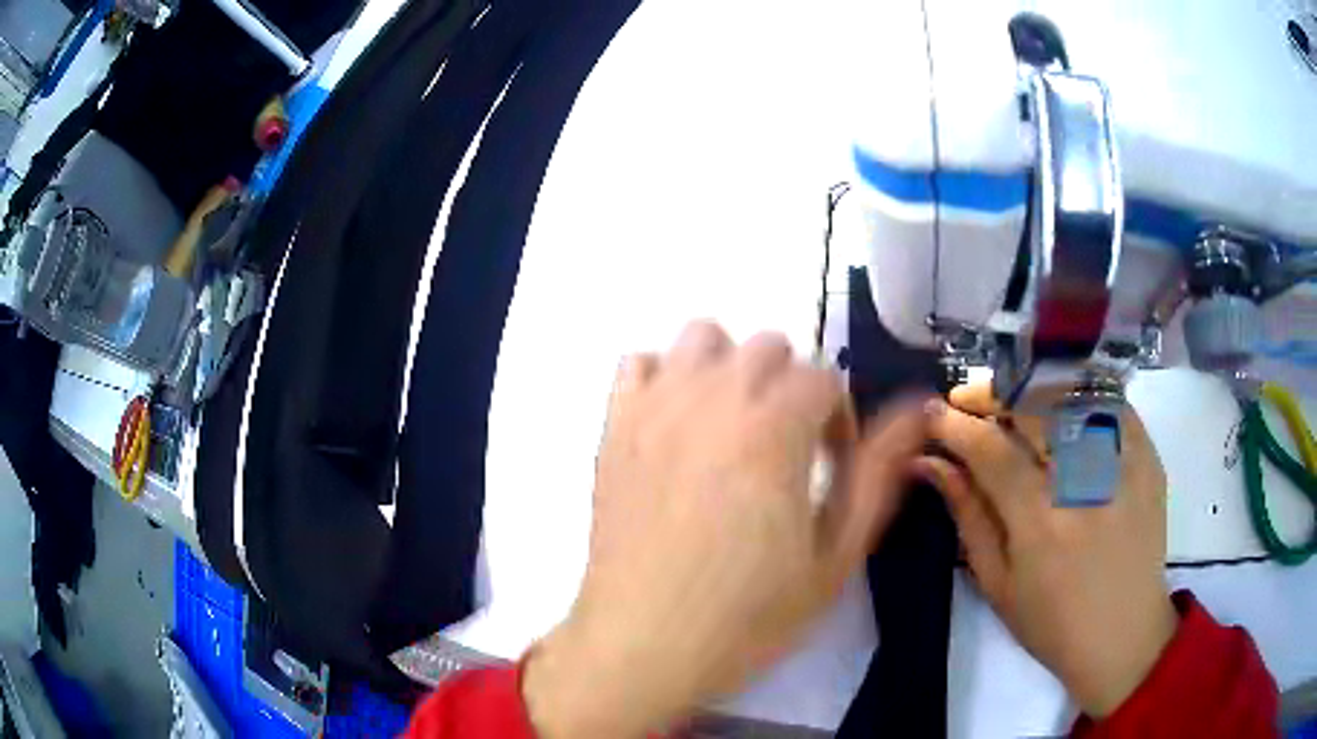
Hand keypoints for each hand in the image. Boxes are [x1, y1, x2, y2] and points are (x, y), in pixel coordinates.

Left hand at [522, 322, 928, 737]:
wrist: (642, 646)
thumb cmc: (746, 616)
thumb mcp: (833, 557)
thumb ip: (878, 474)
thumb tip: (917, 408)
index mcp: (773, 429)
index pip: (824, 379)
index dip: (839, 420)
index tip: (831, 466)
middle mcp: (713, 399)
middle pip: (769, 346)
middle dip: (792, 387)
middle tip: (787, 447)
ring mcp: (655, 407)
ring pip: (703, 336)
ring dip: (729, 367)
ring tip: (733, 424)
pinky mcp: (613, 427)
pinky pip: (638, 362)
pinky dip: (665, 377)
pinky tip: (675, 425)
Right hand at [914, 383, 1175, 718]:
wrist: (1124, 634)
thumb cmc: (1052, 622)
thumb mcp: (997, 583)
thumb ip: (968, 515)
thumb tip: (931, 463)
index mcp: (1041, 523)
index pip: (991, 449)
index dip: (956, 423)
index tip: (933, 411)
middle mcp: (1085, 483)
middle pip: (1033, 406)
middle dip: (992, 394)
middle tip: (968, 401)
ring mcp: (1124, 463)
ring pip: (1070, 394)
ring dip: (1032, 390)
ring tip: (1013, 404)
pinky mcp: (1148, 456)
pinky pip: (1110, 402)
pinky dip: (1078, 396)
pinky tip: (1061, 411)